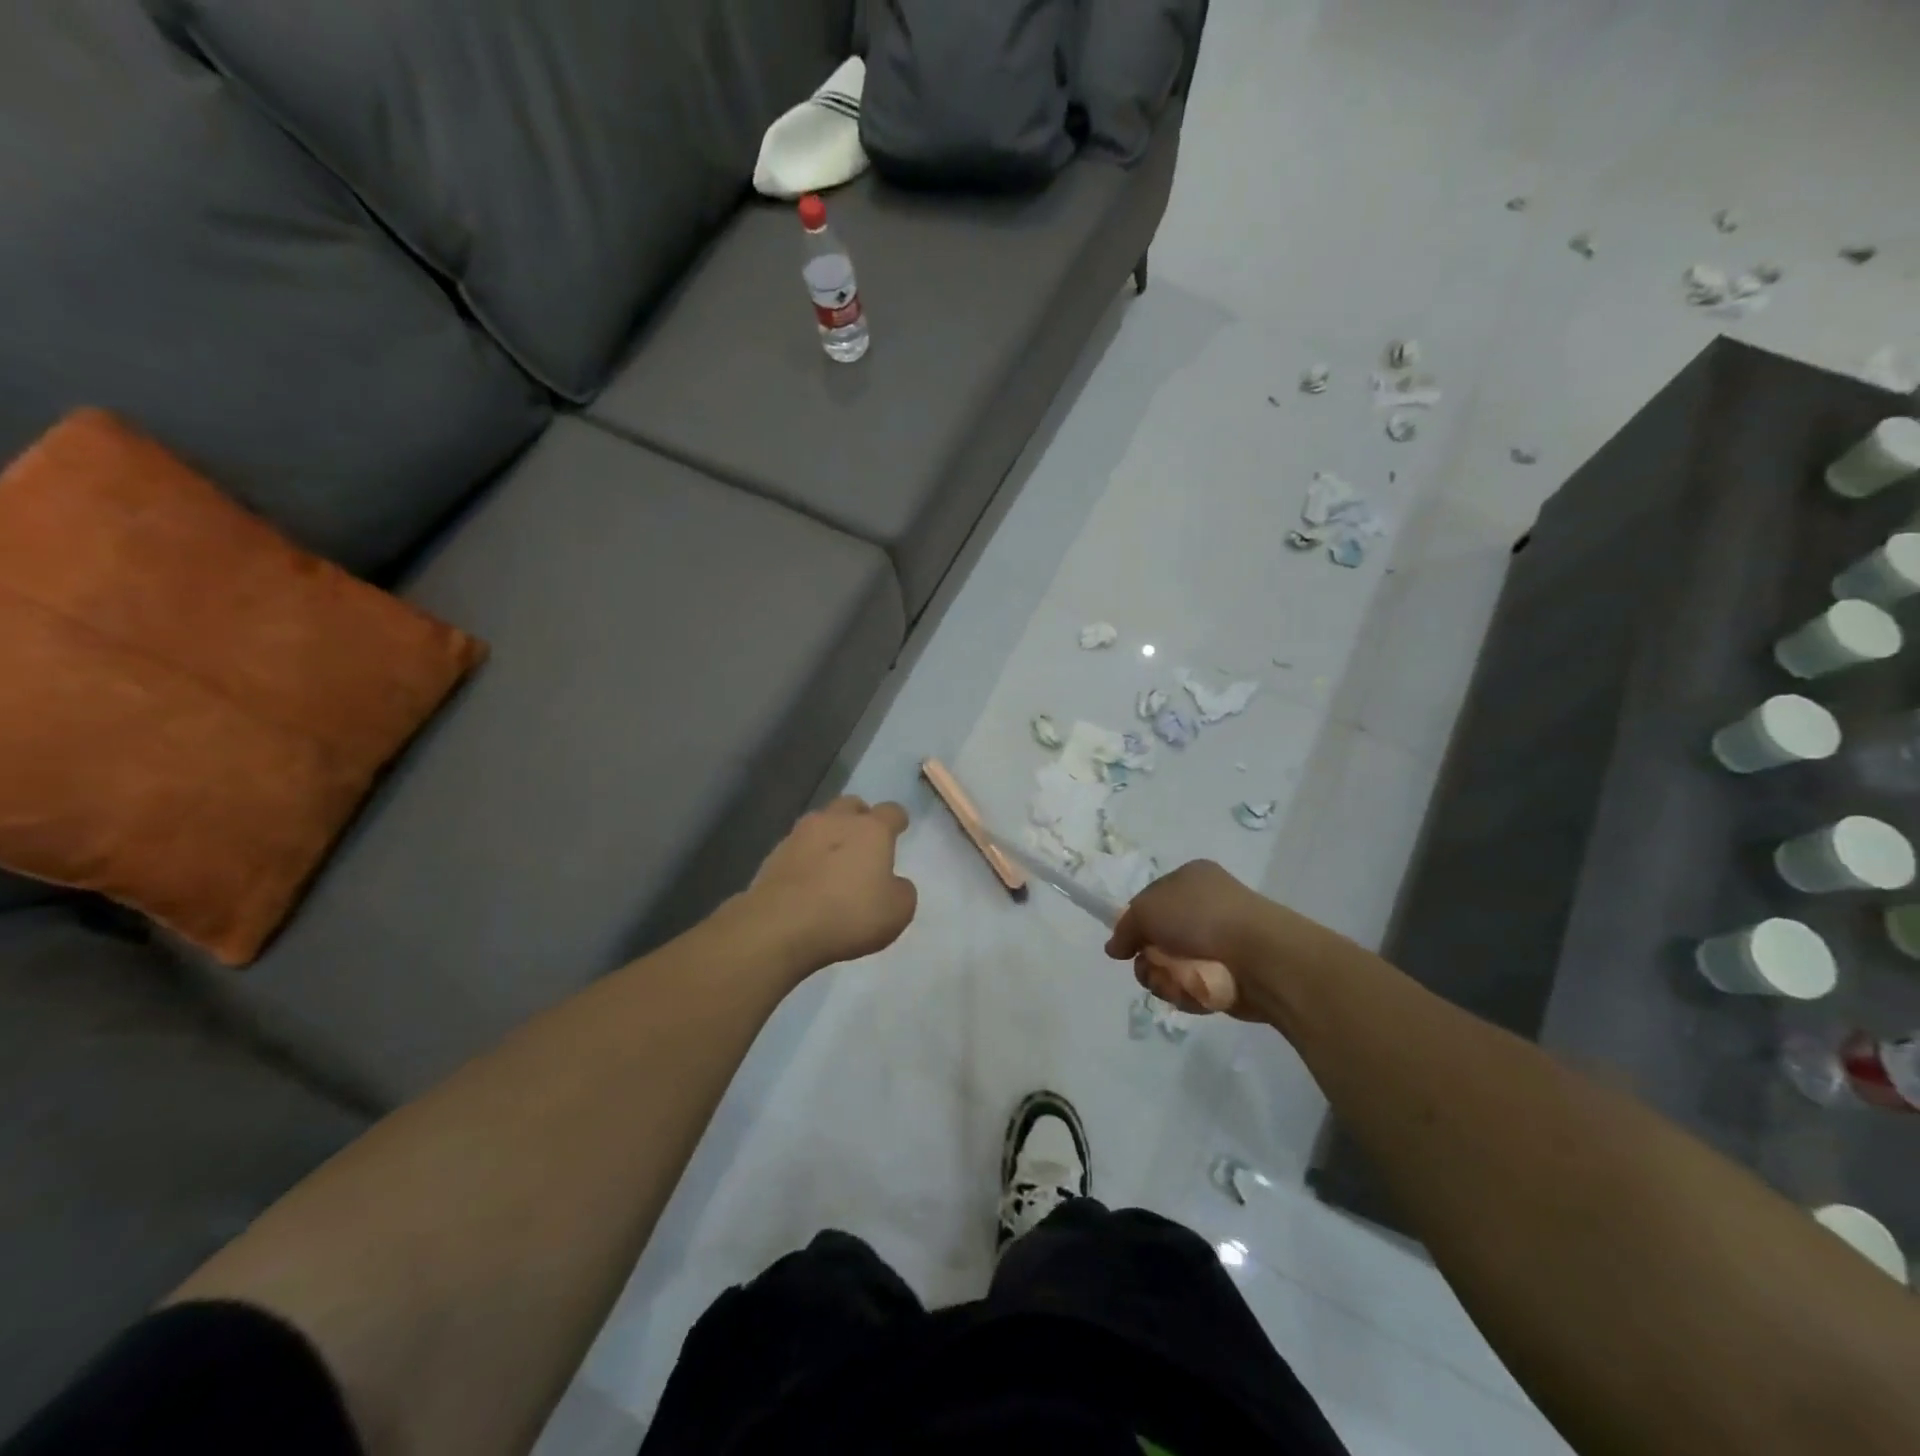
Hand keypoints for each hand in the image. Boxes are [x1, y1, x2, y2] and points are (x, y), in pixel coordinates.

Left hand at [747, 797, 917, 972]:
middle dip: (859, 818)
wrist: (780, 926)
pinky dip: (807, 858)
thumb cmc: (849, 914)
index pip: (891, 811)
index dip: (897, 820)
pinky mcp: (774, 855)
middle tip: (864, 842)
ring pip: (821, 823)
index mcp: (871, 830)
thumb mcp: (897, 911)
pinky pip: (798, 848)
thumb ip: (902, 890)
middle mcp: (835, 821)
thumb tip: (894, 883)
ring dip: (830, 836)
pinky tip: (808, 881)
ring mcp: (800, 835)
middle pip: (851, 806)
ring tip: (833, 863)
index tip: (899, 829)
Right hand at [1105, 859, 1341, 1023]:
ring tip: (1176, 983)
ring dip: (1166, 979)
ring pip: (1173, 967)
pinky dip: (1189, 993)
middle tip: (1152, 966)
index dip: (1135, 924)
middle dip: (1149, 959)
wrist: (1260, 956)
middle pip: (1158, 938)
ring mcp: (1221, 941)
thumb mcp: (1147, 910)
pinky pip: (1195, 986)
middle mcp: (1207, 906)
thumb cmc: (1200, 919)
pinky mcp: (1231, 975)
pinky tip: (1196, 993)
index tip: (1127, 945)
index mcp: (1190, 878)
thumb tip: (1114, 948)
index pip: (1150, 901)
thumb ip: (1125, 928)